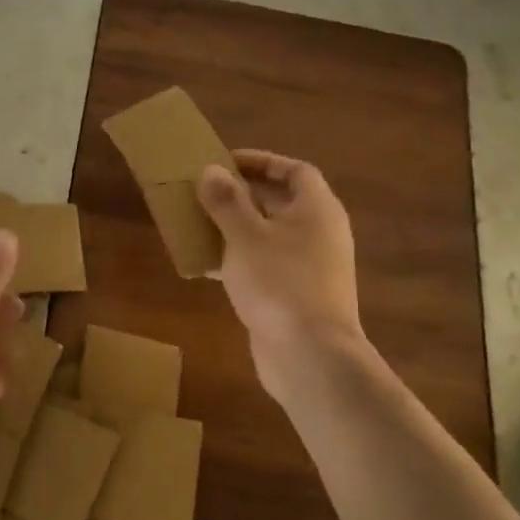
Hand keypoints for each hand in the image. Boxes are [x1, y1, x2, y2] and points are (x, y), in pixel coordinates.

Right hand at [198, 150, 367, 404]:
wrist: (310, 357)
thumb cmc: (280, 283)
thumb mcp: (245, 235)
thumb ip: (227, 201)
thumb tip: (211, 170)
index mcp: (317, 210)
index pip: (295, 171)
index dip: (262, 162)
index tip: (226, 163)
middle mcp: (319, 234)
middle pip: (281, 202)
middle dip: (243, 194)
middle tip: (206, 191)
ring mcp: (310, 267)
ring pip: (270, 235)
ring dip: (237, 227)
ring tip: (200, 223)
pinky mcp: (296, 296)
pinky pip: (265, 265)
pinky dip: (239, 259)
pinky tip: (207, 264)